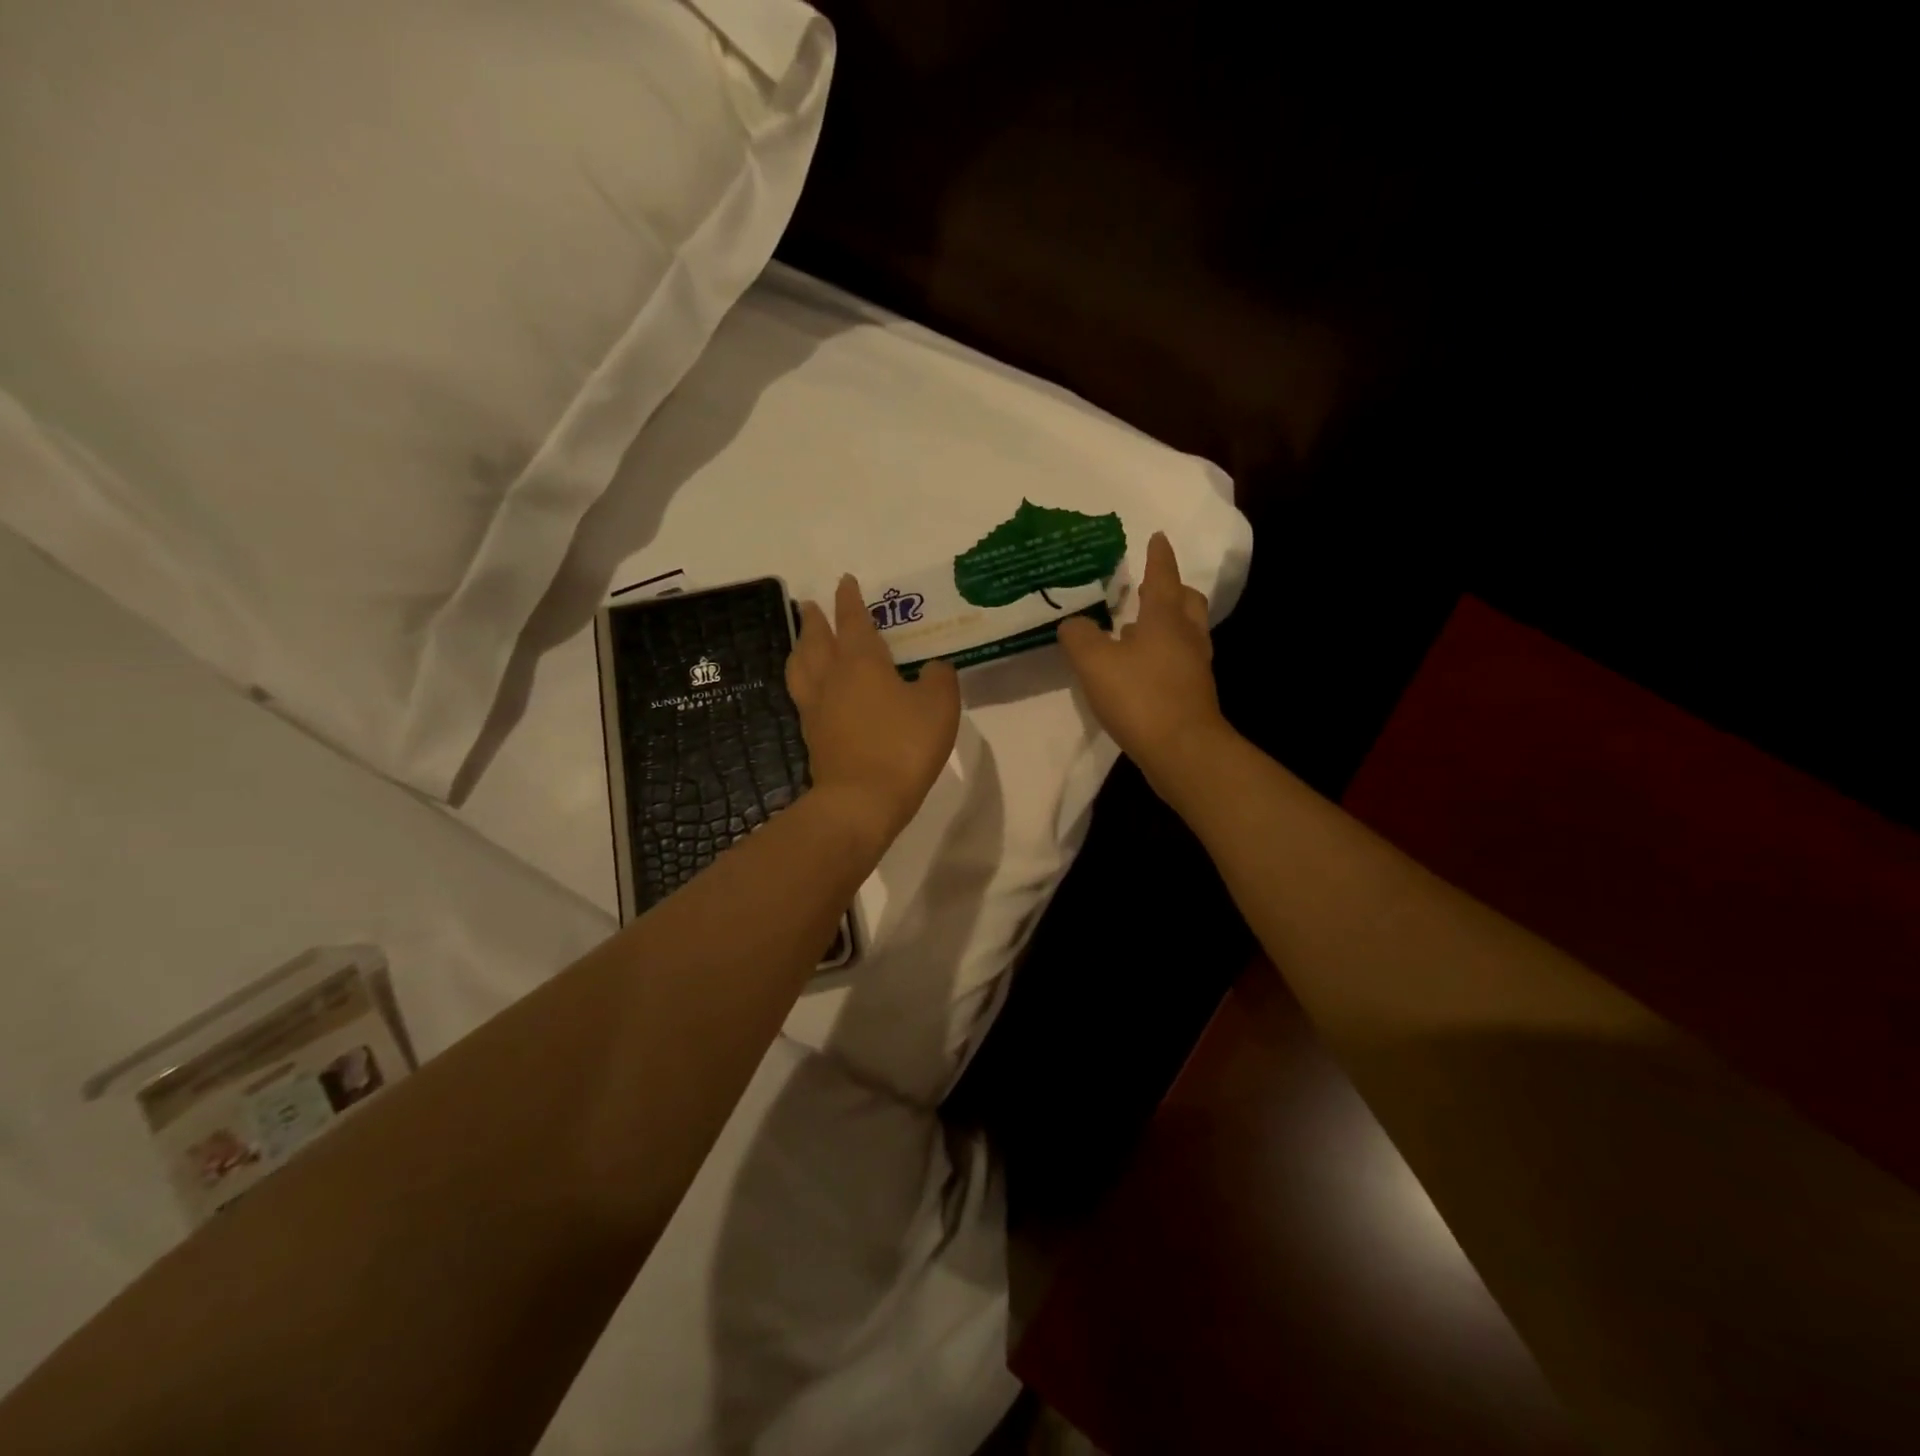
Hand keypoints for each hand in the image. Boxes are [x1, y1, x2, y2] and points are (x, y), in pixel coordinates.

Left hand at [787, 575, 961, 852]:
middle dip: (815, 620)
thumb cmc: (903, 746)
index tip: (844, 581)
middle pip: (817, 640)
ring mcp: (816, 709)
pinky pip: (802, 696)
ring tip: (801, 641)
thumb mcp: (939, 707)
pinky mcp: (812, 736)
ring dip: (800, 648)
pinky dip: (804, 681)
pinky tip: (812, 689)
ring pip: (801, 667)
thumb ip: (939, 679)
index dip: (850, 600)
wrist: (862, 801)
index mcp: (862, 663)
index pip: (854, 621)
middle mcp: (832, 679)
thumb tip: (932, 669)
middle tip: (810, 606)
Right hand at [1057, 532, 1230, 788]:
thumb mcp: (1095, 662)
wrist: (1182, 751)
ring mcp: (1194, 667)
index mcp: (1165, 618)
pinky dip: (1164, 654)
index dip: (1158, 556)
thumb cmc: (1140, 696)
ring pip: (1186, 632)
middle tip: (1151, 587)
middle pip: (1187, 602)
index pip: (1162, 576)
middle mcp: (1186, 636)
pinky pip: (1180, 661)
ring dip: (1168, 623)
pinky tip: (1142, 667)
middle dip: (1172, 589)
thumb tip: (1073, 623)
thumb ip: (1079, 637)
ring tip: (1139, 627)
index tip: (1158, 536)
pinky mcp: (1193, 695)